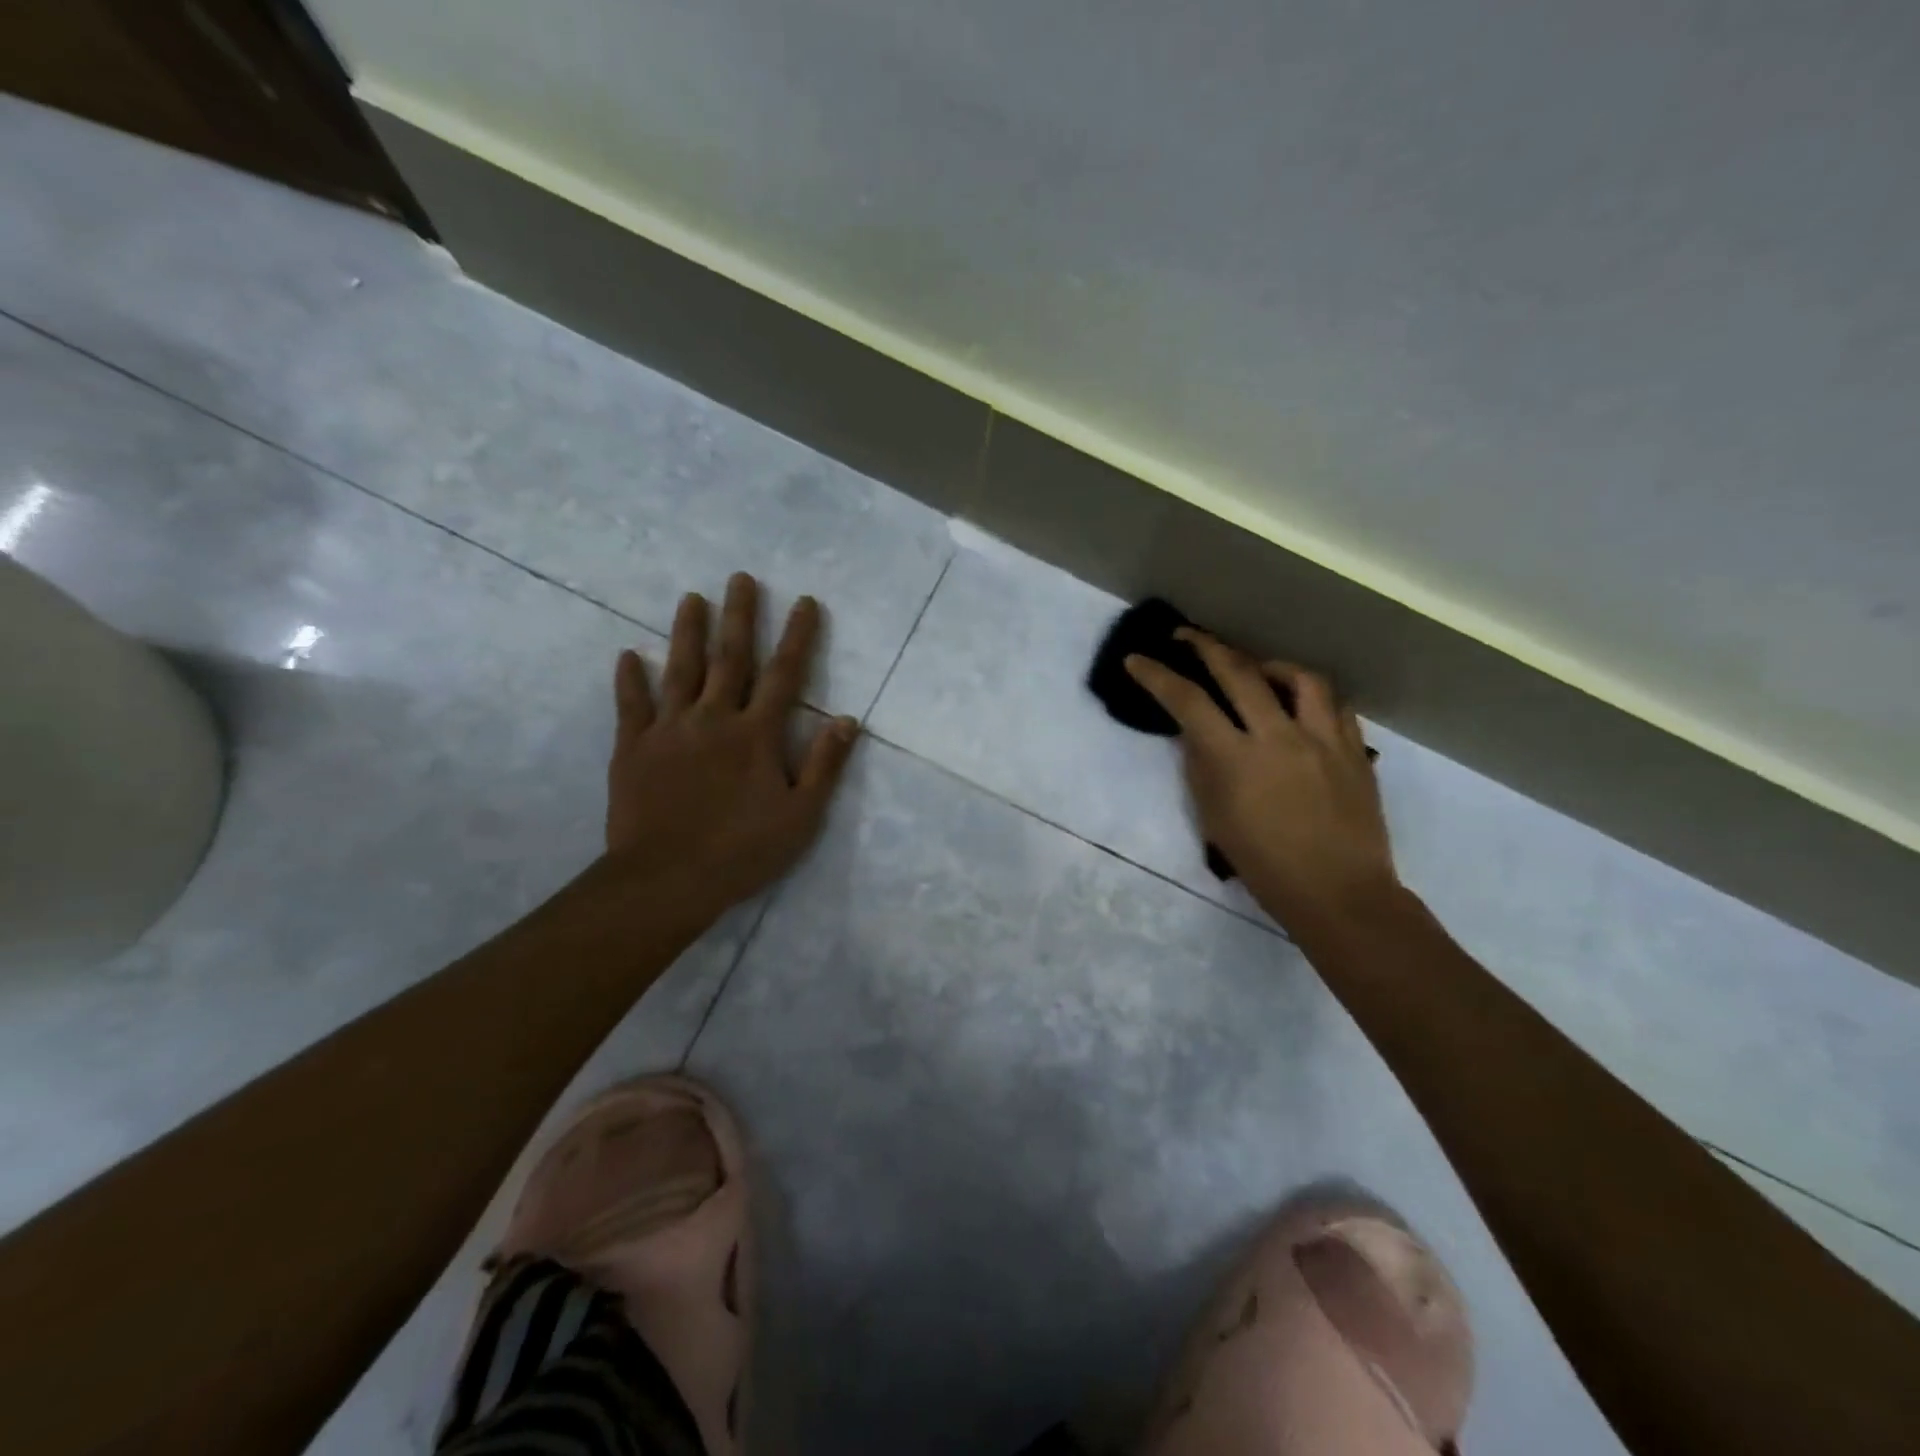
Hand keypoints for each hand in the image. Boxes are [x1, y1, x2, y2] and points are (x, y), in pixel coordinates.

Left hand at [604, 572, 858, 918]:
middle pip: (730, 659)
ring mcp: (669, 731)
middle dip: (739, 616)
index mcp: (756, 735)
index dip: (797, 636)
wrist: (666, 880)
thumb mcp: (801, 816)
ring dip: (687, 632)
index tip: (805, 601)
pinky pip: (630, 706)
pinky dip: (629, 680)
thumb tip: (847, 720)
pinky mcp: (632, 749)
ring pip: (680, 670)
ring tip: (691, 597)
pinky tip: (627, 655)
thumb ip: (824, 765)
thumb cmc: (742, 851)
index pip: (784, 675)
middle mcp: (713, 719)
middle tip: (740, 578)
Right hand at [1125, 631, 1398, 934]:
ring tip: (1255, 670)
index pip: (1188, 702)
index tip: (1137, 661)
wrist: (1338, 892)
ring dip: (1268, 664)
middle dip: (1206, 646)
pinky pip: (1334, 704)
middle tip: (1187, 636)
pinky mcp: (1354, 750)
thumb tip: (1196, 735)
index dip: (1157, 676)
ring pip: (1299, 677)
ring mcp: (1323, 739)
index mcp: (1237, 759)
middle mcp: (1280, 736)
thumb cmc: (1265, 865)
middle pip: (1240, 672)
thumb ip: (1202, 768)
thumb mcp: (1214, 819)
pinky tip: (1299, 704)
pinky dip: (1310, 695)